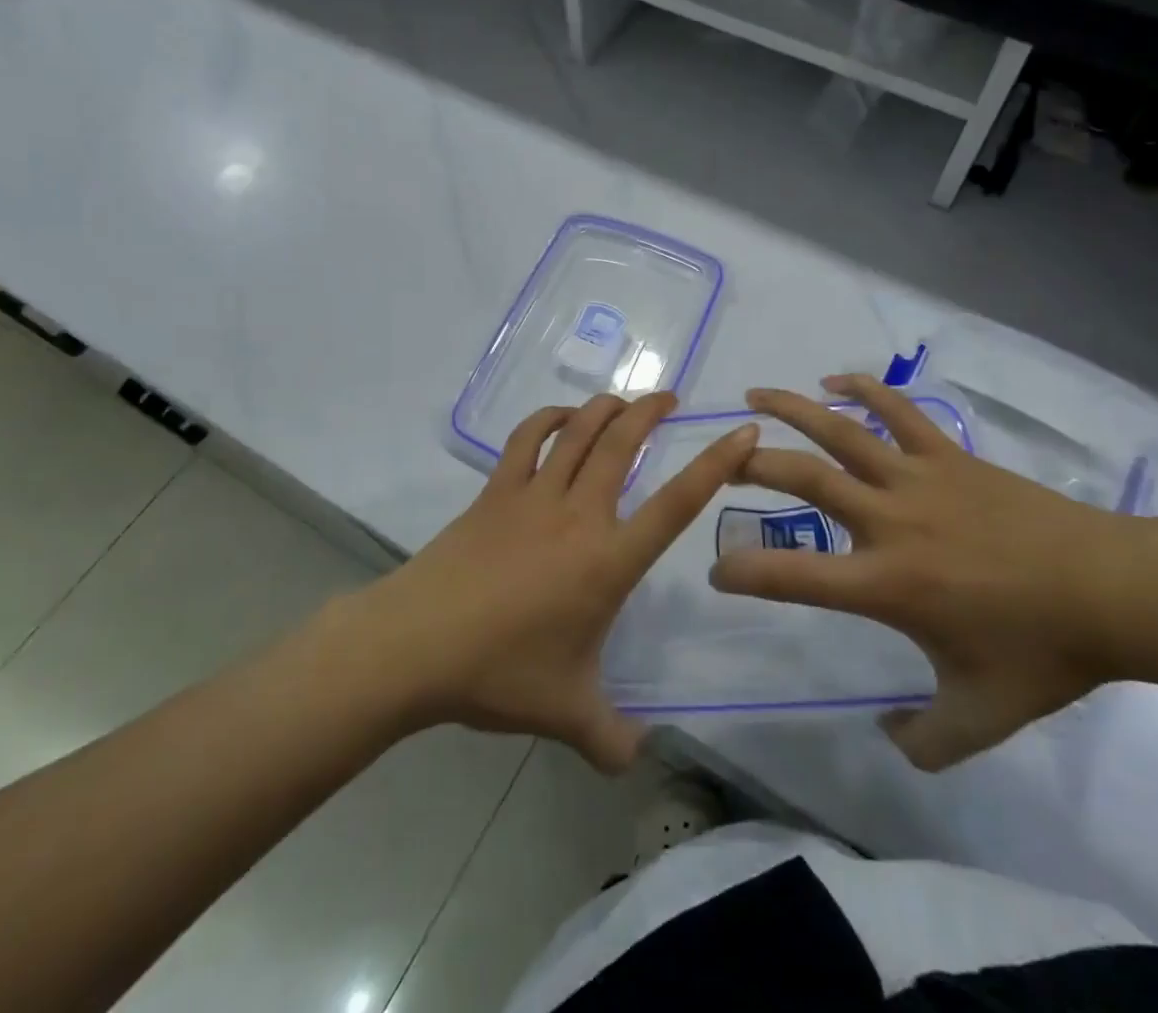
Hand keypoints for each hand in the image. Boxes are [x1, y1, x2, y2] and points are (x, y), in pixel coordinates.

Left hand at [335, 393, 756, 771]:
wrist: (415, 645)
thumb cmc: (499, 673)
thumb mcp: (566, 714)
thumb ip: (611, 738)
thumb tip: (637, 759)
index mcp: (608, 561)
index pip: (676, 505)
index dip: (715, 465)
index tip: (742, 432)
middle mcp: (578, 515)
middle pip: (621, 445)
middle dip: (650, 412)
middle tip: (670, 397)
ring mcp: (533, 496)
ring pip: (578, 432)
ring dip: (604, 407)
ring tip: (623, 401)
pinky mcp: (495, 492)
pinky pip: (525, 440)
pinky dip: (547, 419)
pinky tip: (560, 418)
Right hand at [710, 374, 1112, 769]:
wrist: (1111, 591)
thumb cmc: (1042, 653)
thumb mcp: (981, 718)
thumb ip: (925, 743)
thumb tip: (888, 738)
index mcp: (886, 583)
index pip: (793, 575)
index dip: (744, 571)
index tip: (717, 571)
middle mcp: (889, 520)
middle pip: (805, 479)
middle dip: (753, 467)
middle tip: (723, 463)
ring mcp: (917, 479)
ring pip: (841, 431)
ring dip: (791, 409)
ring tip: (753, 396)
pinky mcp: (946, 455)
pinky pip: (897, 411)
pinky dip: (863, 389)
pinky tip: (836, 381)